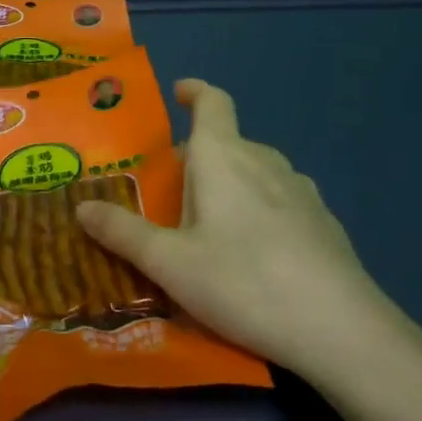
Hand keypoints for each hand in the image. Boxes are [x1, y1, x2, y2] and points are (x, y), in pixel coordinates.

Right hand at [75, 79, 394, 384]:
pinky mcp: (324, 223)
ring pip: (256, 171)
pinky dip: (261, 209)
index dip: (194, 91)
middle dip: (200, 157)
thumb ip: (123, 233)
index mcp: (223, 156)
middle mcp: (263, 160)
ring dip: (232, 183)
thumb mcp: (170, 263)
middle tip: (175, 191)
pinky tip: (257, 254)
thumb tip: (80, 208)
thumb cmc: (243, 281)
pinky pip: (281, 200)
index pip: (212, 101)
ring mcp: (301, 191)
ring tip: (213, 225)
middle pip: (228, 142)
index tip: (179, 92)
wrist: (340, 329)